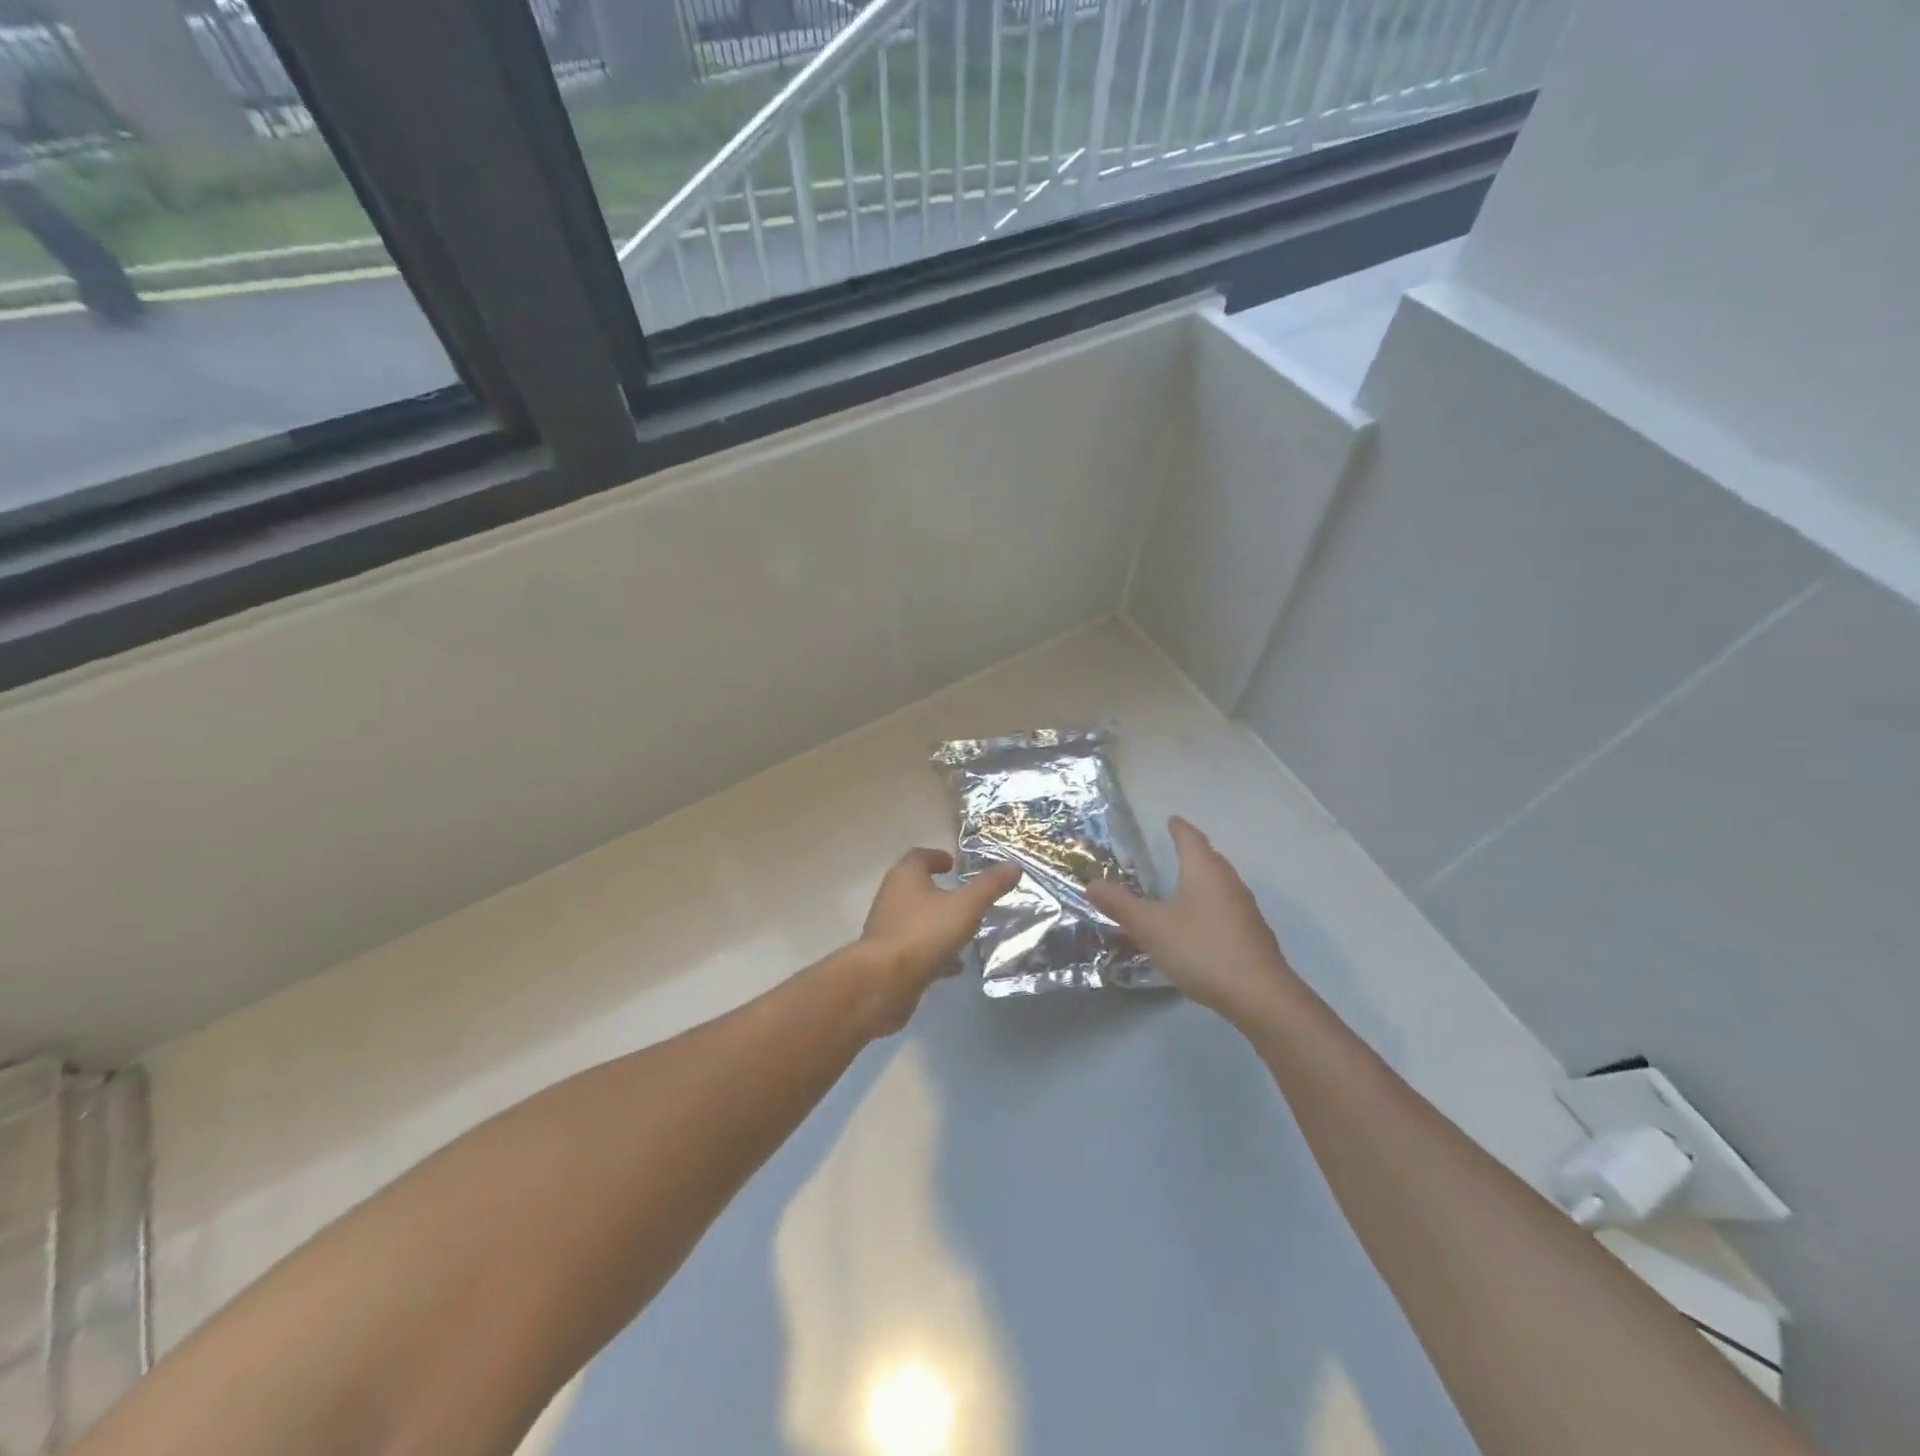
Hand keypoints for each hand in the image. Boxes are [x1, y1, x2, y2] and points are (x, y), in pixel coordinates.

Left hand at [856, 849, 1019, 1032]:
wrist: (883, 982)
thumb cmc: (924, 933)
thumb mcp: (965, 906)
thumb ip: (989, 886)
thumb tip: (1013, 866)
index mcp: (905, 877)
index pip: (919, 856)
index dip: (937, 857)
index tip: (953, 864)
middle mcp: (892, 897)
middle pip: (917, 888)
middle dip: (940, 892)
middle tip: (965, 897)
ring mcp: (888, 929)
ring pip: (918, 920)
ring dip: (939, 923)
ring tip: (966, 931)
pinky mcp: (888, 958)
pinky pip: (916, 948)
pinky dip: (935, 951)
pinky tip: (954, 965)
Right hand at [1087, 817, 1300, 1021]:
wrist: (1259, 995)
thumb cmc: (1201, 949)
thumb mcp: (1151, 927)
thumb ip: (1120, 905)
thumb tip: (1091, 883)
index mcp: (1204, 871)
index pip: (1190, 838)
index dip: (1179, 828)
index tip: (1171, 820)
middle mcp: (1228, 881)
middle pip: (1210, 857)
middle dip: (1193, 850)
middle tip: (1175, 848)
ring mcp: (1245, 908)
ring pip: (1221, 882)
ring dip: (1203, 877)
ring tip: (1184, 883)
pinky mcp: (1253, 933)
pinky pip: (1228, 905)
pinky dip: (1212, 903)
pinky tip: (1201, 922)